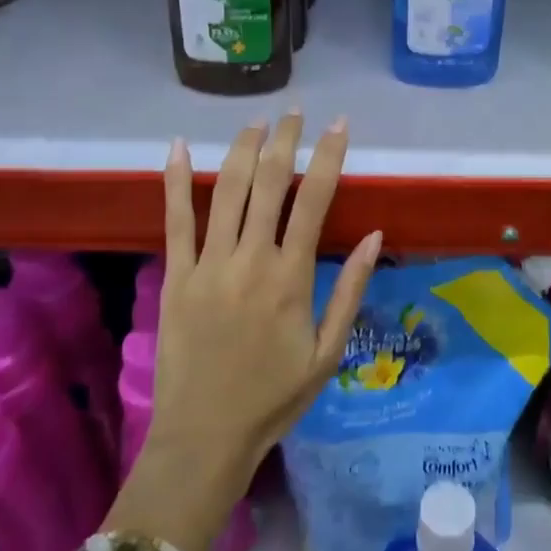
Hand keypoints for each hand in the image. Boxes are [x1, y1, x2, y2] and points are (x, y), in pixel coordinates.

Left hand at [106, 113, 382, 550]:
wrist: (204, 438)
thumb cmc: (274, 397)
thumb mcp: (328, 352)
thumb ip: (350, 290)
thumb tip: (375, 235)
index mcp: (291, 277)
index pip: (314, 199)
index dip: (328, 156)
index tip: (338, 124)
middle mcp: (250, 259)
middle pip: (269, 183)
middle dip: (284, 140)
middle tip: (295, 112)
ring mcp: (208, 265)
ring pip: (226, 191)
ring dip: (242, 149)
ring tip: (256, 122)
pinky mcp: (175, 276)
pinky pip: (175, 221)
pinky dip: (175, 181)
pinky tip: (176, 147)